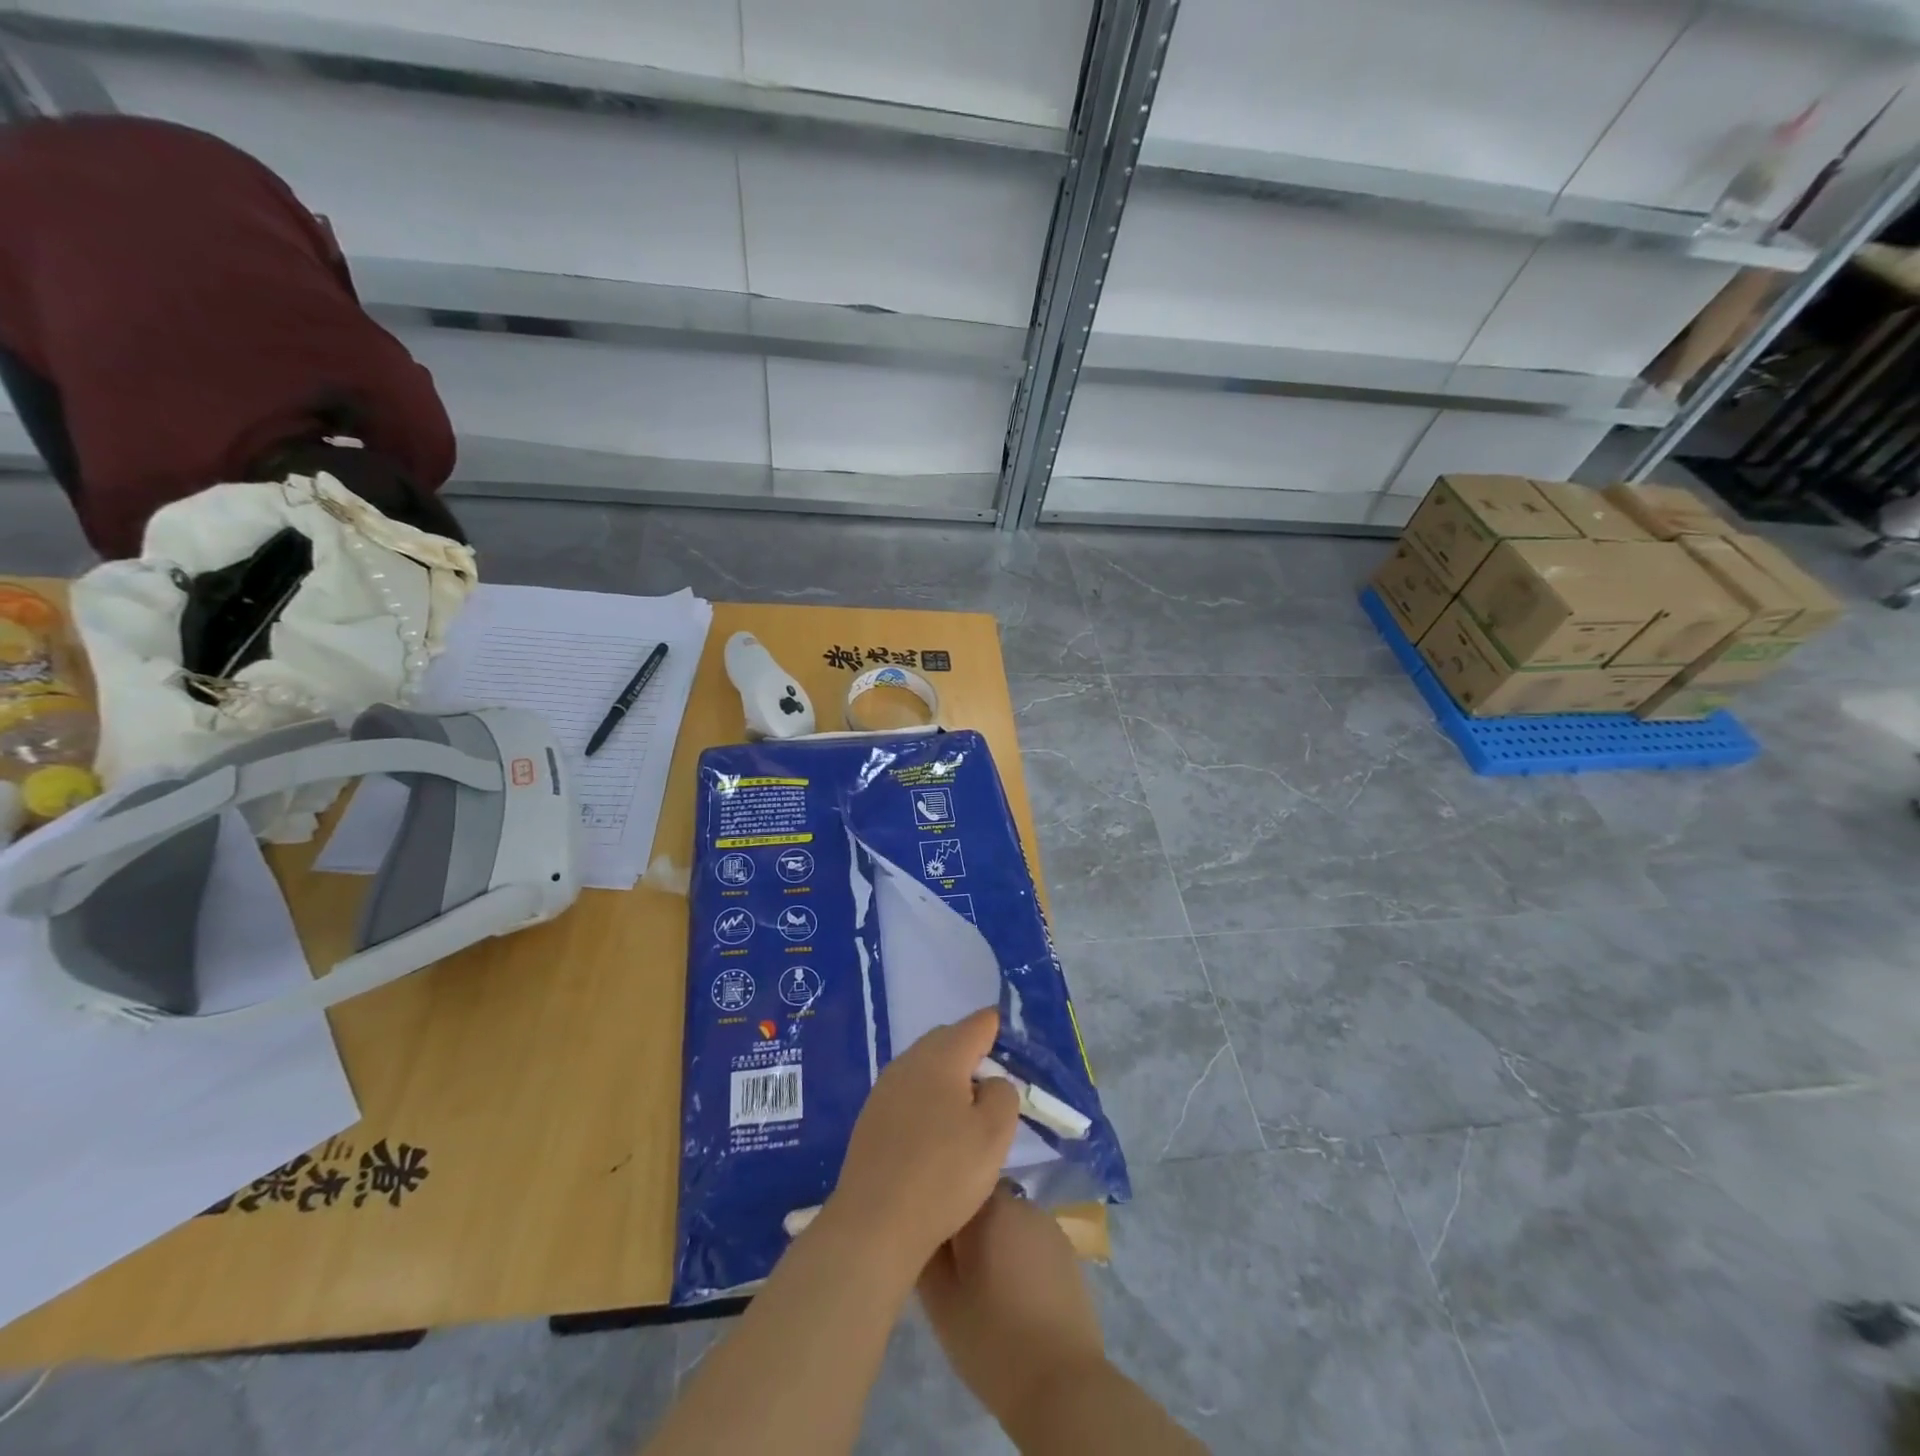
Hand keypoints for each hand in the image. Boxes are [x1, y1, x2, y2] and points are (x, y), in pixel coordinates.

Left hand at [823, 1007, 1019, 1280]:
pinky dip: (928, 1097)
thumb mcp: (994, 1135)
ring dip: (949, 1076)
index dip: (999, 1026)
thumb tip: (991, 1081)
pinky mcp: (872, 1115)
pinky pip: (909, 1090)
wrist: (874, 1223)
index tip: (1016, 1040)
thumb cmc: (943, 1174)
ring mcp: (885, 1087)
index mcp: (942, 1055)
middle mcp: (910, 1060)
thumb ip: (1003, 1094)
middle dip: (973, 1051)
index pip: (978, 1023)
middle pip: (948, 1039)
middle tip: (996, 1082)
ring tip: (968, 1110)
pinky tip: (936, 1131)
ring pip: (926, 1064)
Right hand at [918, 1183, 1105, 1429]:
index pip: (954, 1188)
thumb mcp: (940, 1302)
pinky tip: (1017, 1295)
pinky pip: (1031, 1240)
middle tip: (958, 1274)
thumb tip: (923, 1227)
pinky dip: (1020, 1257)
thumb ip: (926, 1253)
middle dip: (968, 1229)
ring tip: (988, 1287)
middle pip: (982, 1203)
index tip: (934, 1249)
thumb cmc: (992, 1340)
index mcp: (988, 1207)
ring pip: (1008, 1222)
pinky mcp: (1068, 1250)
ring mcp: (1048, 1224)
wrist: (1062, 1384)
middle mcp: (1020, 1203)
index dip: (941, 1215)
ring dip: (995, 1242)